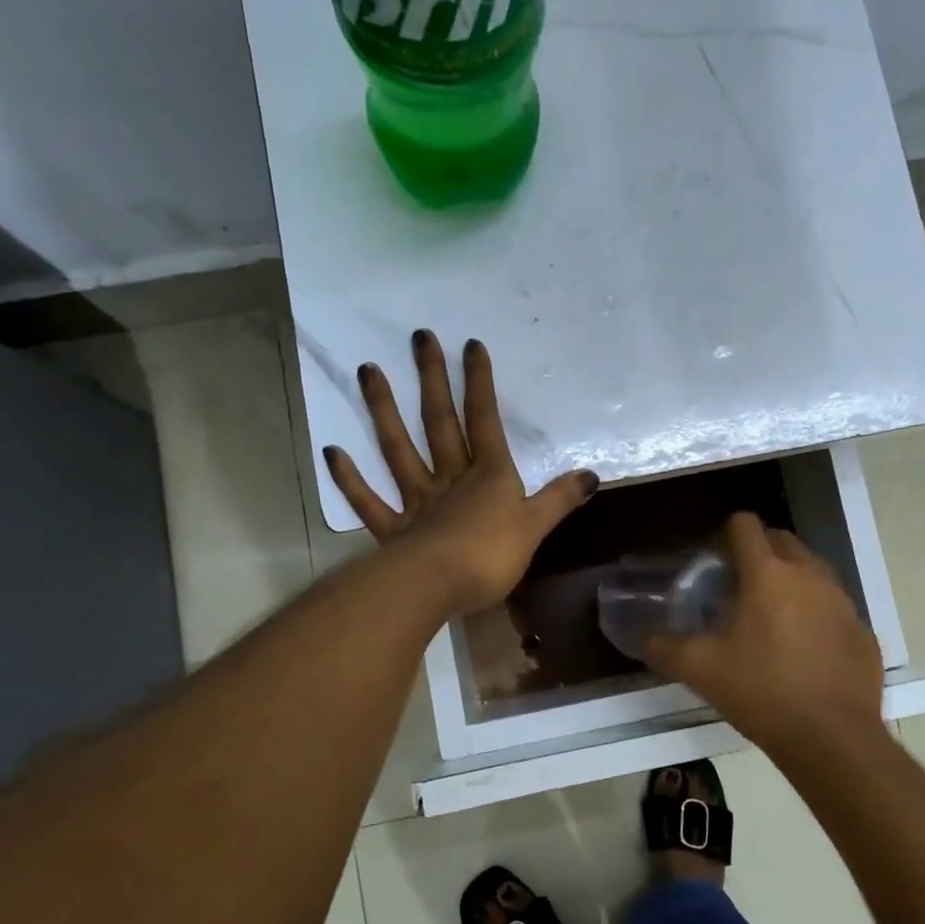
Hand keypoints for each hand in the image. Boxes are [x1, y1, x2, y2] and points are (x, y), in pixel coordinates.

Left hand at [324, 332, 598, 616]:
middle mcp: (450, 478)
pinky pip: (370, 501)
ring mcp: (418, 501)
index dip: (479, 383)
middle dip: (431, 379)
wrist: (440, 586)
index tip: (470, 345)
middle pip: (440, 422)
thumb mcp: (535, 527)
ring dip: (383, 410)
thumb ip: (559, 499)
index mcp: (488, 475)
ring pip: (398, 449)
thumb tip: (592, 476)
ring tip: (367, 370)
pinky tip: (332, 452)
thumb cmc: (492, 555)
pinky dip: (351, 479)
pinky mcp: (394, 530)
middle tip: (418, 337)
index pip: (485, 420)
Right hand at [644, 513, 885, 756]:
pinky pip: (833, 607)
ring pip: (812, 571)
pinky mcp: (862, 631)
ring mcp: (843, 602)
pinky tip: (803, 651)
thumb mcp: (700, 669)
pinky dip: (816, 615)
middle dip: (759, 552)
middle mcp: (810, 575)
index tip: (714, 563)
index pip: (745, 525)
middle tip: (737, 587)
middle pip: (782, 540)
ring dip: (789, 580)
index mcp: (767, 573)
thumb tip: (637, 637)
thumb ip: (662, 646)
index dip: (726, 535)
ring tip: (770, 618)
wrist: (832, 738)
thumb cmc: (761, 691)